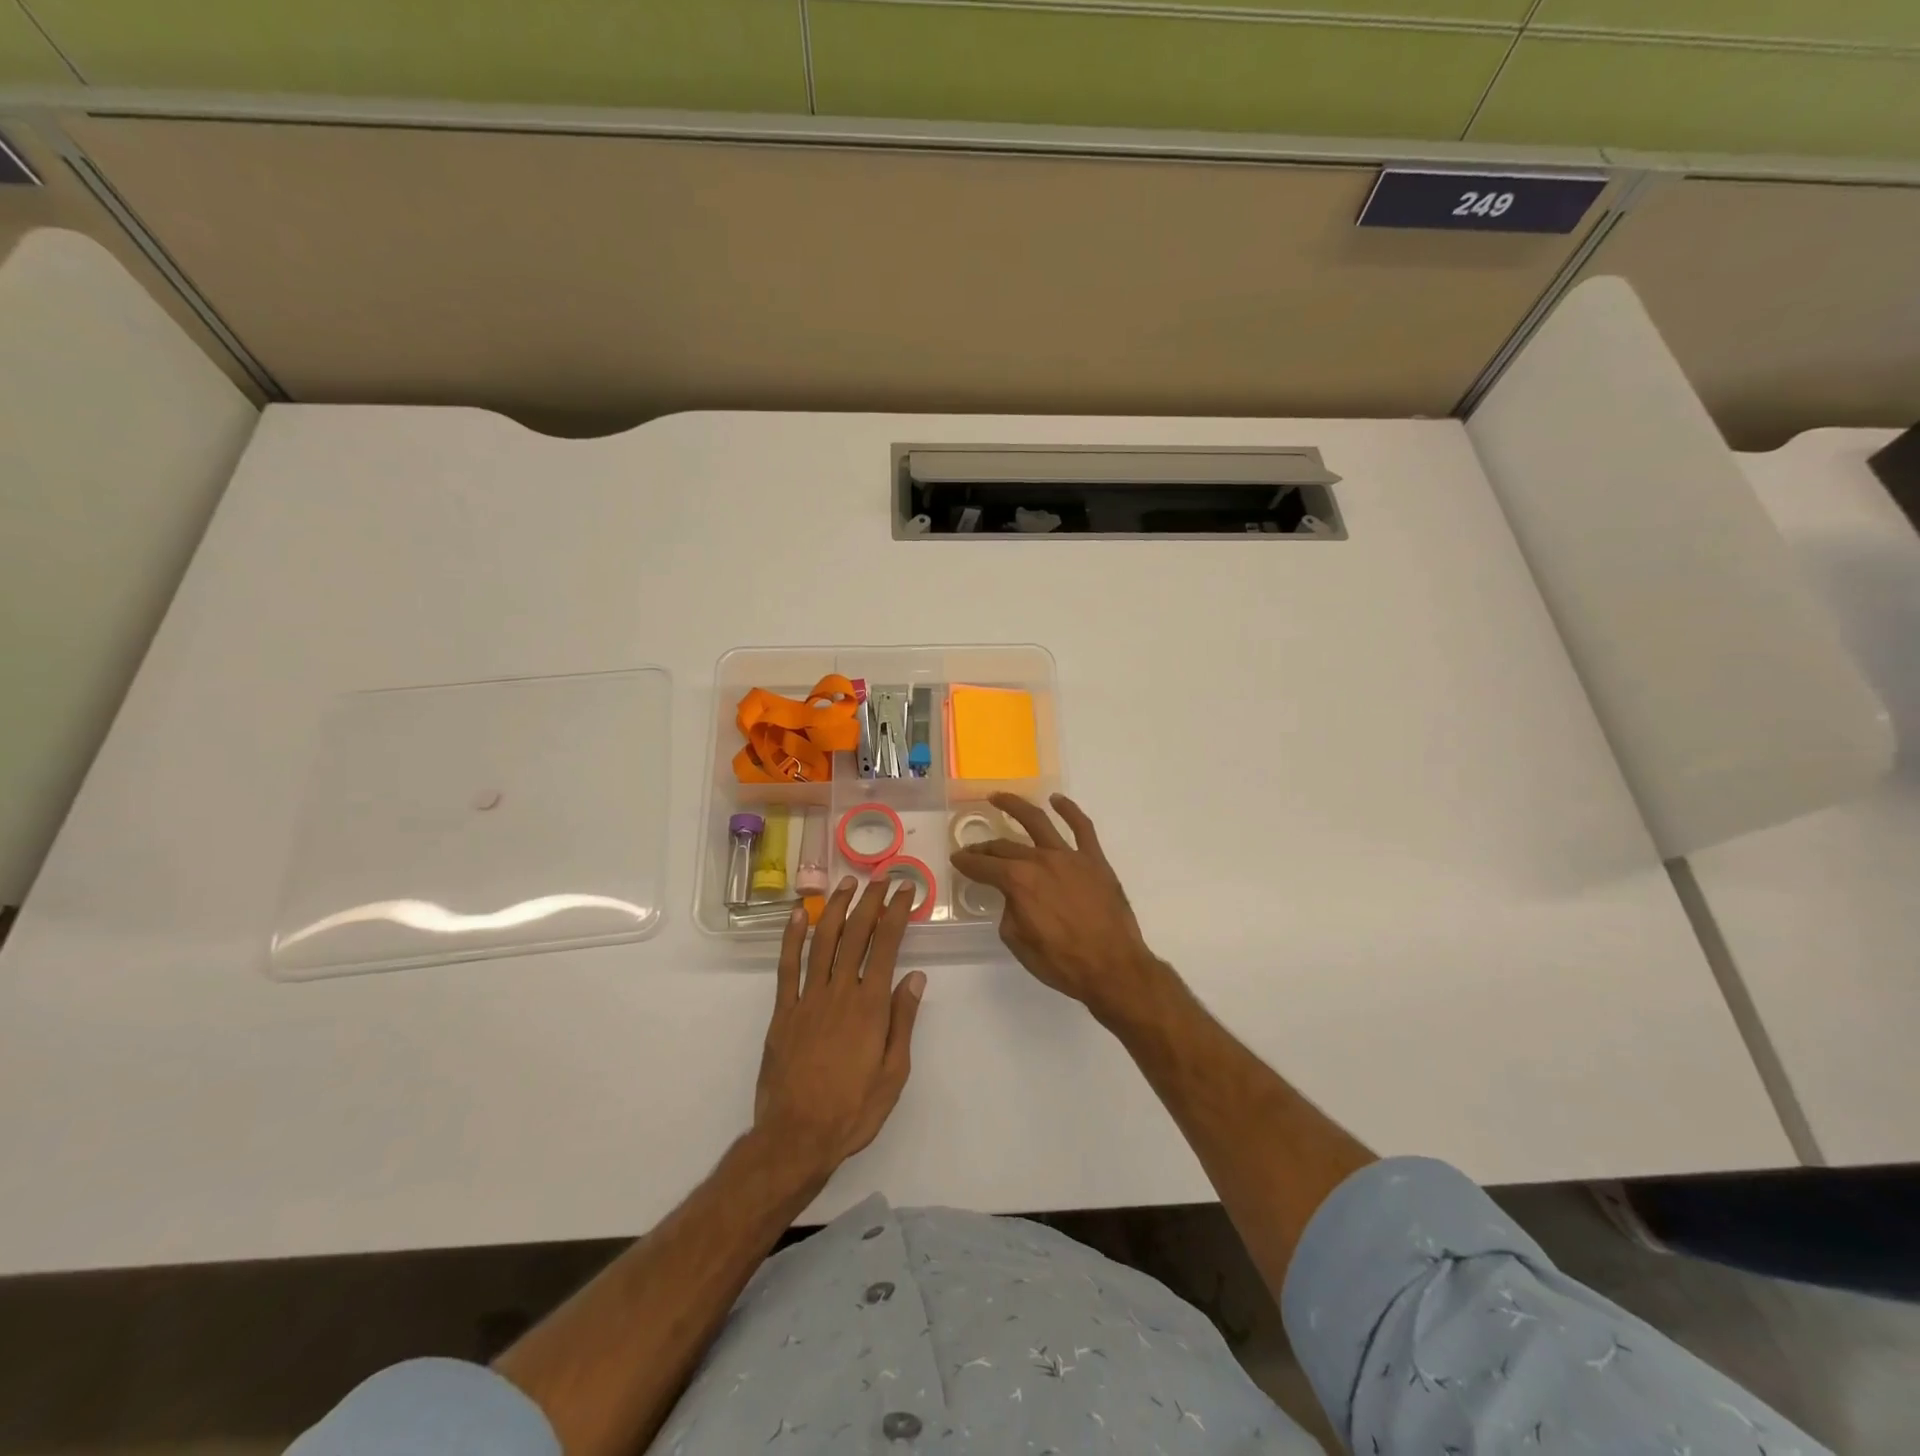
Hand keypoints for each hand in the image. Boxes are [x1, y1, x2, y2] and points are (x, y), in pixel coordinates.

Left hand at [754, 877, 925, 1182]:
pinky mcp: (783, 1011)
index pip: (886, 946)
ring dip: (836, 909)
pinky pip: (787, 967)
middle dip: (870, 901)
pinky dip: (792, 937)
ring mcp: (807, 999)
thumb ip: (903, 1021)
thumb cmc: (853, 1109)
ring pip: (823, 942)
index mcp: (870, 1006)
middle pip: (856, 935)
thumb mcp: (894, 1073)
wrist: (797, 1136)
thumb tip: (915, 977)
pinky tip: (799, 914)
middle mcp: (840, 992)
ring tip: (847, 884)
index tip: (905, 890)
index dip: (896, 913)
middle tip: (881, 877)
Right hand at [950, 794, 1168, 1024]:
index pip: (984, 866)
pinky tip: (1057, 800)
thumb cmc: (1061, 962)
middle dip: (985, 848)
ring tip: (999, 797)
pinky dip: (1069, 810)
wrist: (1112, 968)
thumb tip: (1014, 897)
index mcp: (1018, 881)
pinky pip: (1082, 827)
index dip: (967, 863)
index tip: (957, 860)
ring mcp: (1070, 856)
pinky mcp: (1094, 860)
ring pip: (1038, 822)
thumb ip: (1009, 911)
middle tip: (974, 850)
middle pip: (1006, 847)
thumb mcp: (1018, 942)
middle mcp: (1041, 860)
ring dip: (1015, 806)